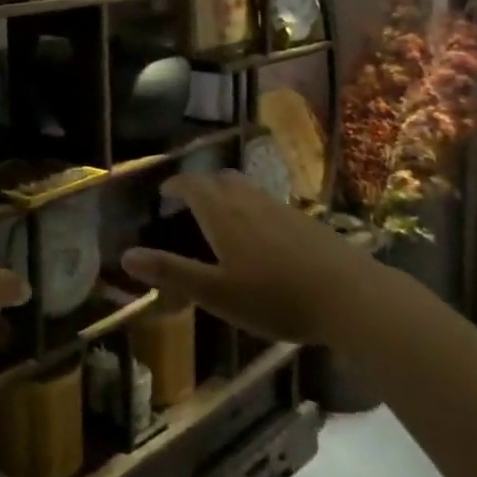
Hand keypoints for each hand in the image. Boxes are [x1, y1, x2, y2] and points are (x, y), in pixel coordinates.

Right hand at [121, 170, 381, 345]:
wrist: (351, 297)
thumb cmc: (275, 297)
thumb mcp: (216, 292)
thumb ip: (171, 272)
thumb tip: (125, 255)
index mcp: (222, 212)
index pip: (192, 184)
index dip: (175, 185)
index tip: (164, 193)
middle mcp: (249, 201)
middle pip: (220, 179)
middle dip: (201, 186)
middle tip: (190, 203)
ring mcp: (281, 208)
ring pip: (247, 190)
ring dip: (228, 195)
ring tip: (222, 219)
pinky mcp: (306, 222)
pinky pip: (268, 204)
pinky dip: (253, 210)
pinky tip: (262, 239)